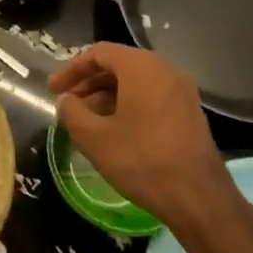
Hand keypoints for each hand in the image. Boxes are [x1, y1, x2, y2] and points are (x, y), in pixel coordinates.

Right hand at [48, 43, 237, 232]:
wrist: (199, 199)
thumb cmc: (141, 160)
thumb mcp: (93, 137)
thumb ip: (71, 111)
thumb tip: (66, 100)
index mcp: (141, 67)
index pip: (98, 53)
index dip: (71, 70)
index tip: (53, 90)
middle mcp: (165, 70)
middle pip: (118, 65)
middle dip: (88, 82)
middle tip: (67, 102)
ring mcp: (182, 92)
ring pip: (135, 82)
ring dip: (106, 95)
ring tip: (86, 118)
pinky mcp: (190, 113)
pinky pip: (151, 96)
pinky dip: (127, 104)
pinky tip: (113, 128)